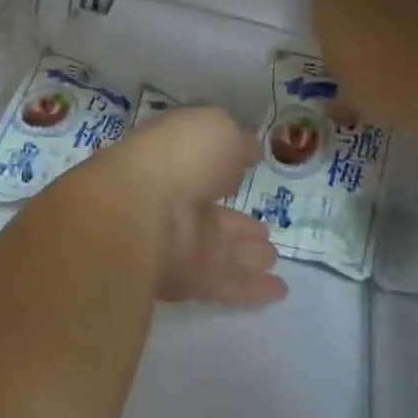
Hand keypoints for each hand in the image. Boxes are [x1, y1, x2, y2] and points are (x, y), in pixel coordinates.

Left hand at [70, 108, 287, 308]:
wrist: (139, 210)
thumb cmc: (179, 155)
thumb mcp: (217, 127)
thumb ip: (236, 140)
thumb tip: (247, 151)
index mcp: (174, 157)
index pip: (201, 164)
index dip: (225, 167)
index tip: (248, 171)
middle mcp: (173, 198)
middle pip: (211, 215)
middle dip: (238, 224)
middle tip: (265, 233)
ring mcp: (176, 240)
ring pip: (218, 249)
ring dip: (246, 254)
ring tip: (272, 258)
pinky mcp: (184, 279)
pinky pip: (224, 283)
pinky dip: (251, 288)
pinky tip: (279, 290)